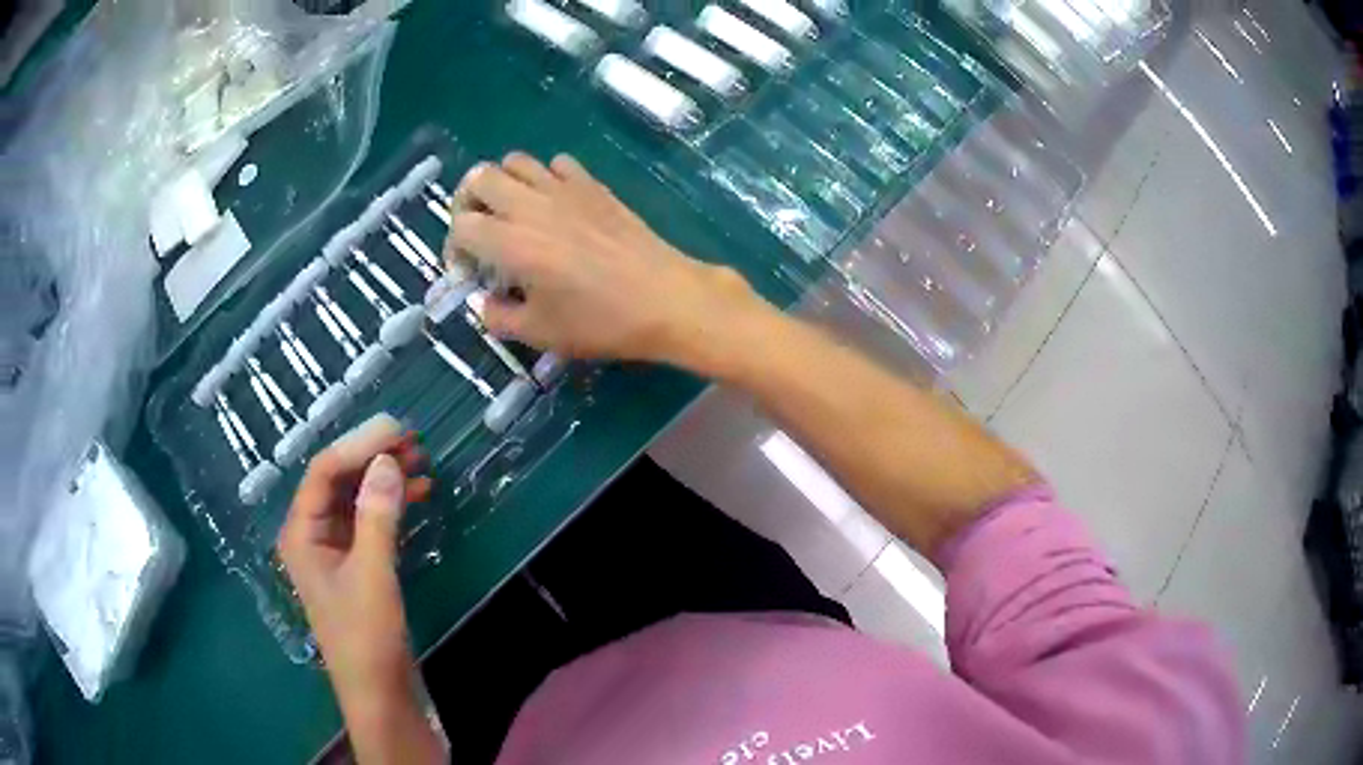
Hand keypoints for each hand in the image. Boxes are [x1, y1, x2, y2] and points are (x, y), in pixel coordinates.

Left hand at [278, 414, 432, 701]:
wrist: (380, 693)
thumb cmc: (366, 637)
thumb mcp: (372, 576)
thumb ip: (378, 517)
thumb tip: (387, 461)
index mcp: (302, 533)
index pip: (324, 472)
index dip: (358, 445)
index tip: (397, 430)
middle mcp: (313, 533)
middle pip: (338, 480)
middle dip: (372, 457)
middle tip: (412, 440)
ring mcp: (335, 549)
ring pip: (356, 498)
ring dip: (384, 477)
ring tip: (421, 460)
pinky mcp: (357, 564)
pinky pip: (370, 520)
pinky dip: (392, 504)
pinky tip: (418, 493)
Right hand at [442, 153, 768, 366]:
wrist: (665, 298)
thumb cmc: (600, 321)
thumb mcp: (540, 334)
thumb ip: (499, 318)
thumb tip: (486, 303)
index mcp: (511, 242)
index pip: (461, 225)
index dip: (454, 248)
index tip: (469, 271)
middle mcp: (530, 205)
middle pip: (479, 178)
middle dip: (467, 201)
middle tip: (479, 230)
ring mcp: (564, 189)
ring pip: (516, 161)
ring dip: (503, 183)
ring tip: (512, 213)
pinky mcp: (593, 185)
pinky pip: (557, 163)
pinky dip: (545, 177)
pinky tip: (555, 204)